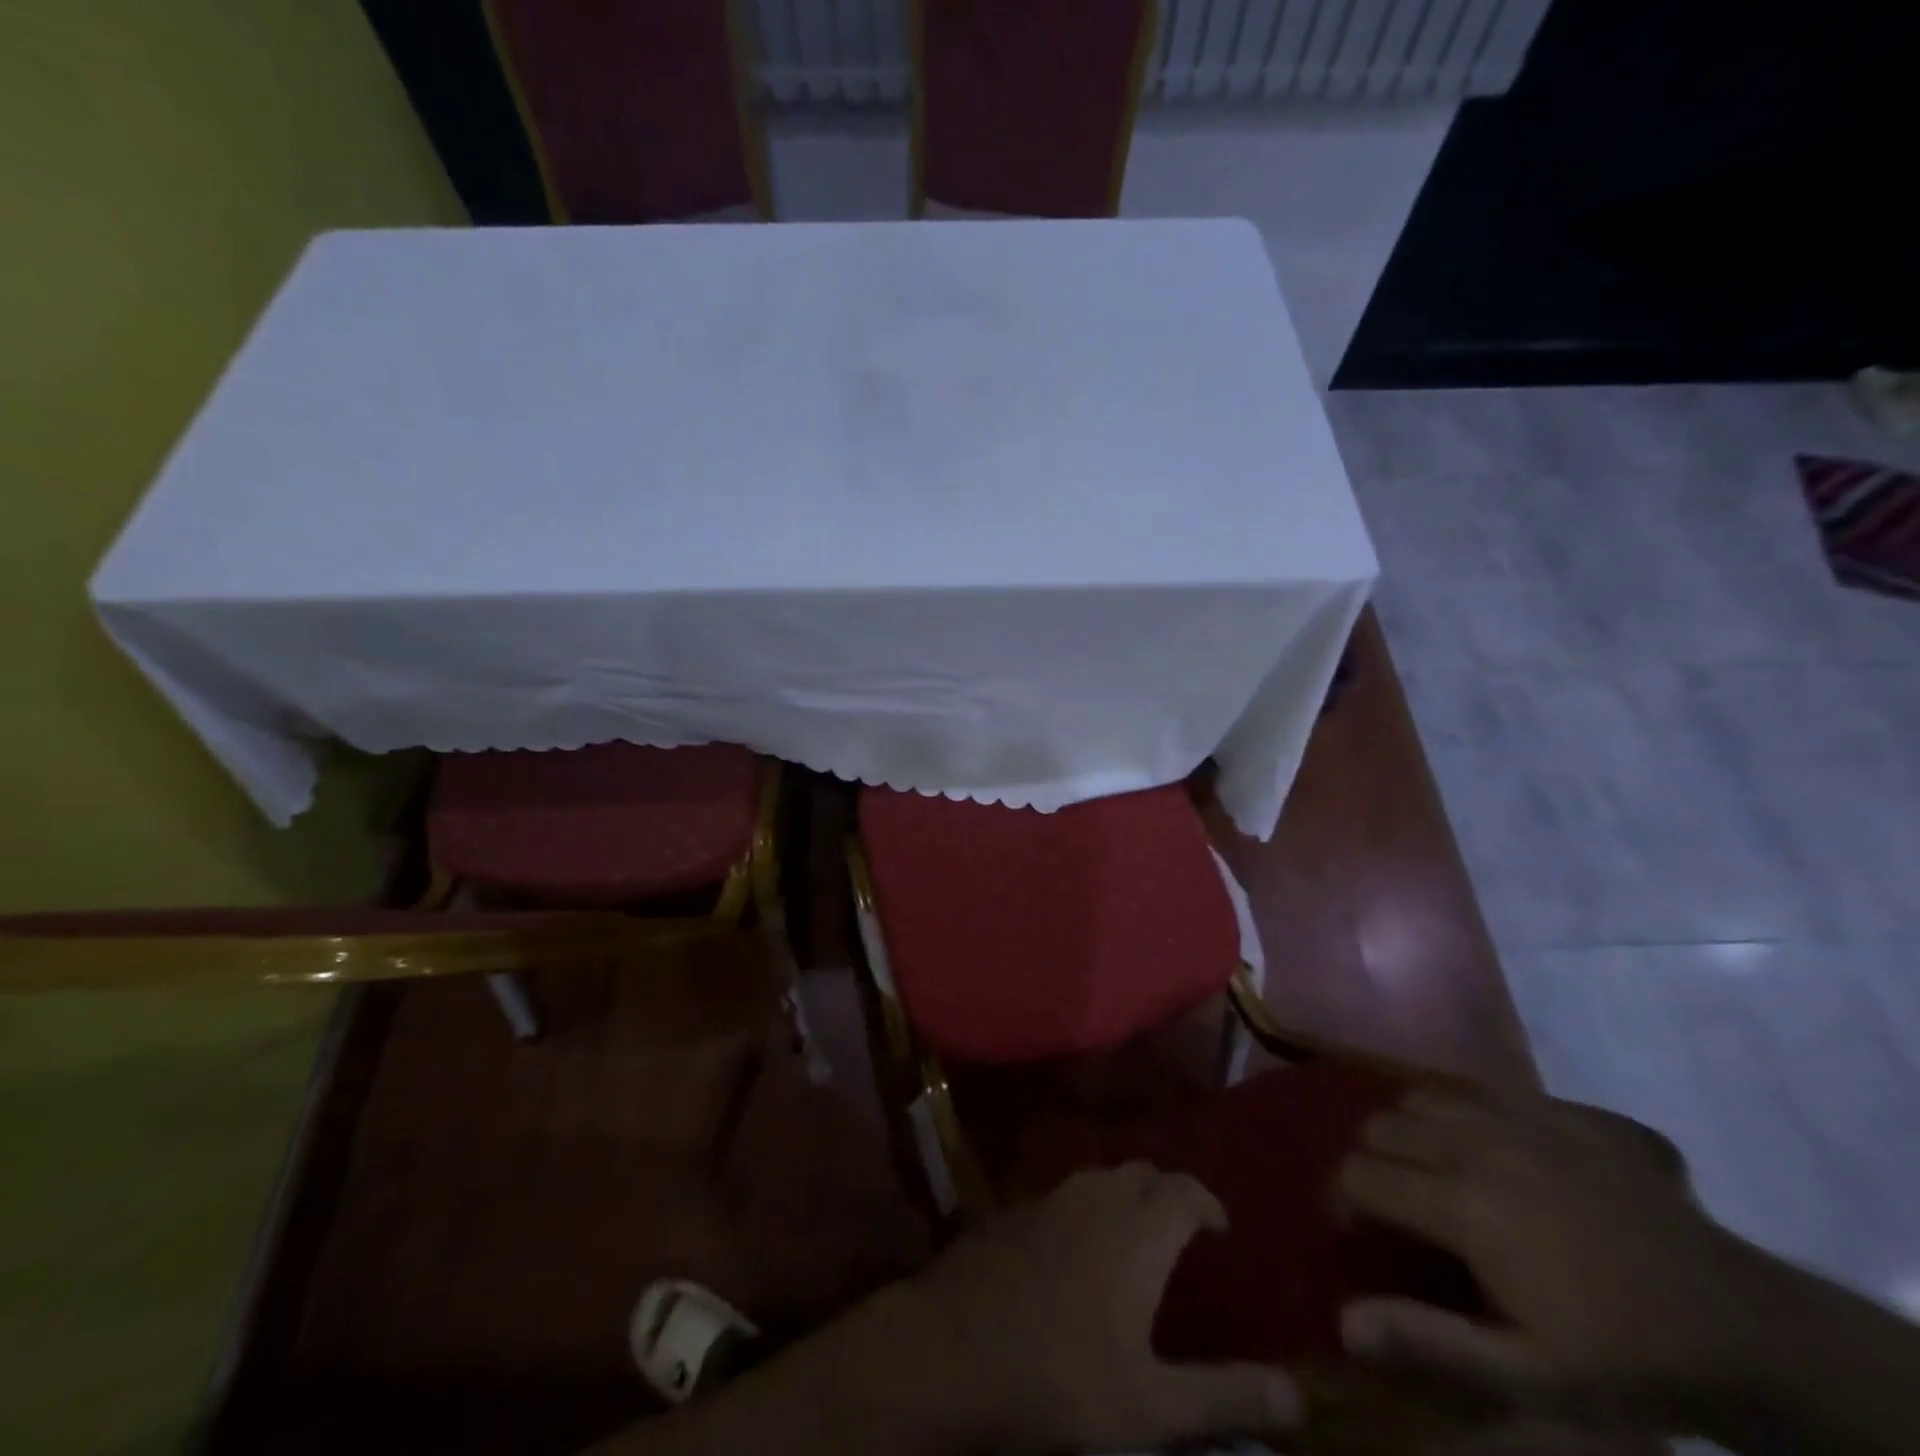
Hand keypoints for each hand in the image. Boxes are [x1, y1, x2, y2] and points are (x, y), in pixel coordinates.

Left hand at [911, 1164, 1301, 1453]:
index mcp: (1137, 1231)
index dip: (1207, 1202)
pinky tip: (1079, 1247)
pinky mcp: (1015, 1210)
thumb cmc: (1061, 1377)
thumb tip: (1300, 1393)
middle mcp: (1096, 1198)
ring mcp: (1049, 1198)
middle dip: (1168, 1193)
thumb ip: (1226, 1395)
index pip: (1184, 1190)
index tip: (1221, 1228)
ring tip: (1136, 1236)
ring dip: (1125, 1196)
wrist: (954, 1348)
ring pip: (1100, 1178)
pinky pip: (1064, 1194)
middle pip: (1142, 1173)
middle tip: (1182, 1232)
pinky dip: (1087, 1208)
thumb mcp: (1152, 1404)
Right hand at [1337, 1088, 1776, 1432]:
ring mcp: (1522, 1117)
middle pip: (1382, 1127)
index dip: (1347, 1203)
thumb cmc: (1627, 1359)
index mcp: (1464, 1204)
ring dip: (1410, 1131)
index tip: (1362, 1234)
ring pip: (1421, 1098)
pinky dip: (1459, 1114)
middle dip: (1373, 1162)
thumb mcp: (1532, 1379)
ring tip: (1434, 1172)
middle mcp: (1478, 1144)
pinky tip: (1489, 1153)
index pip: (1361, 1176)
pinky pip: (1477, 1090)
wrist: (1744, 1327)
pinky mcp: (1558, 1108)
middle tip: (1398, 1207)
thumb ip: (1431, 1343)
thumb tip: (1343, 1320)